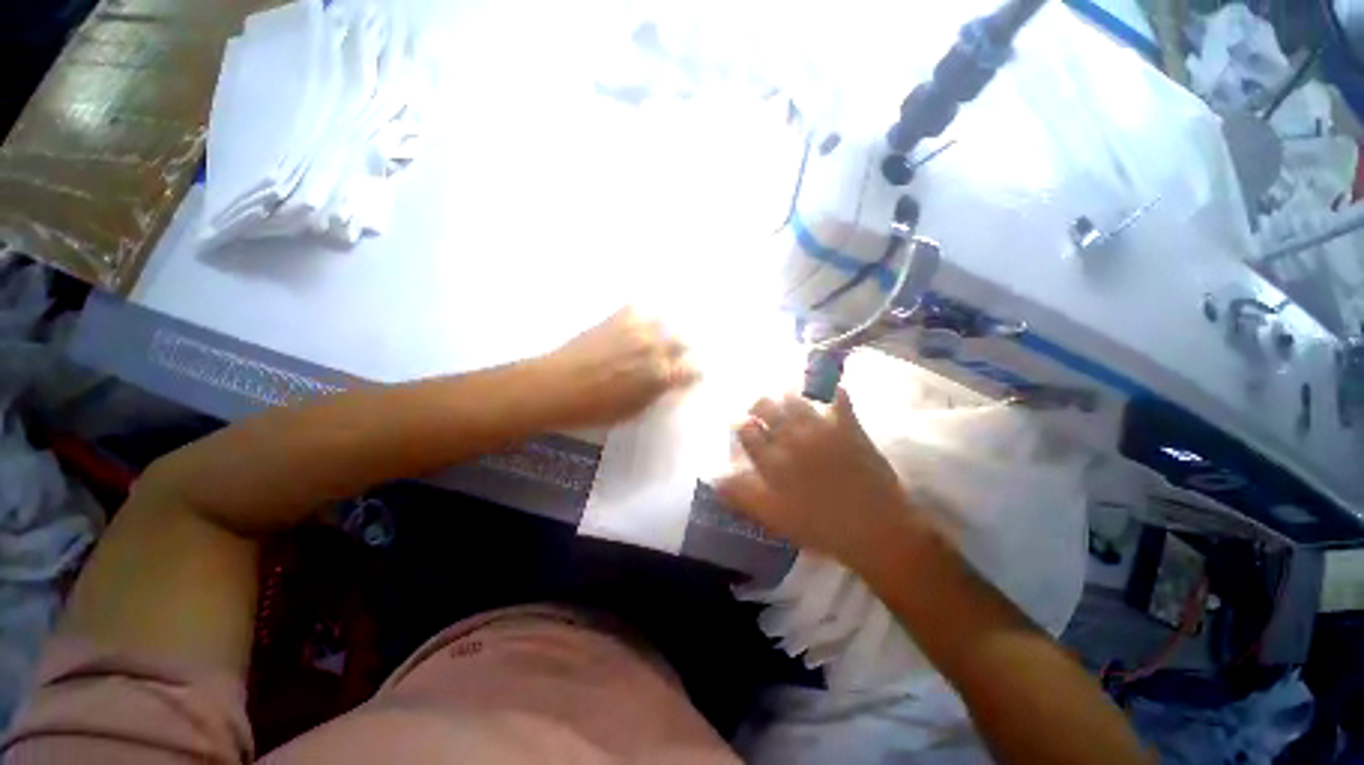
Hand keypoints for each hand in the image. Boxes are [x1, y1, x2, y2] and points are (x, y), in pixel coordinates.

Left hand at [537, 307, 698, 427]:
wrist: (556, 387)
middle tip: (673, 356)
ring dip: (662, 331)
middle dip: (680, 349)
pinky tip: (636, 322)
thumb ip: (656, 395)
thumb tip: (668, 384)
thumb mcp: (633, 412)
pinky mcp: (616, 318)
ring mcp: (635, 330)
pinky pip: (637, 309)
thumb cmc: (595, 409)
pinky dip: (640, 315)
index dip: (693, 372)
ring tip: (655, 337)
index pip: (690, 370)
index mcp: (660, 376)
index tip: (691, 374)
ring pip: (662, 321)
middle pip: (681, 341)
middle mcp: (653, 348)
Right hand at [716, 390, 926, 569]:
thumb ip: (742, 496)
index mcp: (773, 460)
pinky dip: (833, 391)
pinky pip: (839, 399)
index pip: (748, 433)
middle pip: (768, 409)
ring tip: (785, 395)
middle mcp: (793, 438)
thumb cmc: (820, 527)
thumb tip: (715, 480)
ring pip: (796, 400)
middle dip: (759, 405)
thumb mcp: (773, 517)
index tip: (742, 424)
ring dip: (787, 396)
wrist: (875, 529)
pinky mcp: (849, 427)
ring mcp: (822, 429)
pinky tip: (830, 388)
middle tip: (758, 406)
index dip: (743, 426)